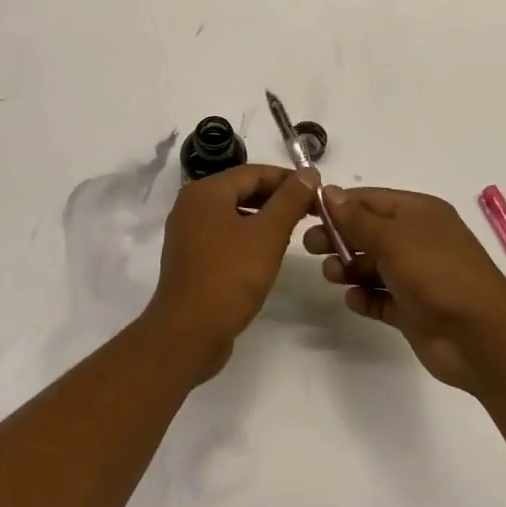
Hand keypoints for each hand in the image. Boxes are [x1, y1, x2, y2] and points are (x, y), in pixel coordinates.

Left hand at [145, 165, 315, 380]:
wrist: (187, 333)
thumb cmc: (229, 277)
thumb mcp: (267, 235)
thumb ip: (290, 200)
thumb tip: (309, 172)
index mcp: (205, 191)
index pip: (254, 172)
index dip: (288, 179)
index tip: (318, 190)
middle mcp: (191, 204)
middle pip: (241, 190)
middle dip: (277, 198)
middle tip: (311, 210)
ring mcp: (187, 232)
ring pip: (233, 213)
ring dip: (263, 218)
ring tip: (294, 230)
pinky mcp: (190, 257)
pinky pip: (223, 234)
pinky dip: (247, 235)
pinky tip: (267, 252)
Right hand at [305, 187, 505, 393]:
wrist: (481, 338)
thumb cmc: (437, 273)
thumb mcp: (393, 238)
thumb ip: (357, 219)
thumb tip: (329, 192)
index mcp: (419, 213)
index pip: (371, 200)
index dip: (340, 204)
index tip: (308, 212)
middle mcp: (417, 240)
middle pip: (368, 232)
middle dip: (339, 237)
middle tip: (309, 247)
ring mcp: (416, 276)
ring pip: (372, 265)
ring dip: (349, 268)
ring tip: (332, 276)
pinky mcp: (413, 310)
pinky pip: (380, 298)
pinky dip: (365, 297)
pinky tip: (354, 301)